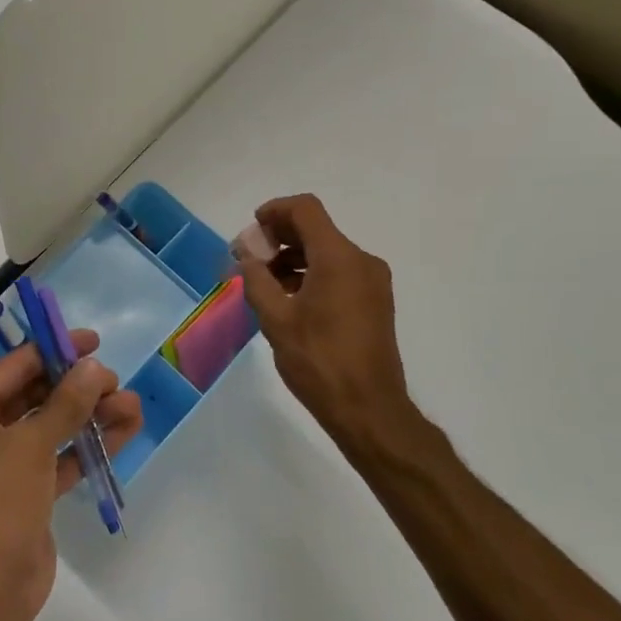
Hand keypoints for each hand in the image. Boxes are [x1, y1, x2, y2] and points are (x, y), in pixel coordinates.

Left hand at [0, 329, 141, 620]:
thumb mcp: (30, 445)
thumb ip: (66, 402)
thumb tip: (94, 367)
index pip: (15, 366)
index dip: (55, 350)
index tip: (95, 342)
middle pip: (35, 395)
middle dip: (77, 387)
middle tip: (116, 382)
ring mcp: (3, 467)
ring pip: (51, 428)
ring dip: (89, 416)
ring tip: (132, 406)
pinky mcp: (25, 496)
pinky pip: (58, 460)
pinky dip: (86, 447)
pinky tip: (124, 432)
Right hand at [237, 194, 430, 469]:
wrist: (369, 410)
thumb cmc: (318, 362)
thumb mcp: (276, 319)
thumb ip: (256, 279)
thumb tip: (244, 254)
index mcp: (339, 258)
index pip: (305, 210)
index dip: (274, 211)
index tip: (251, 230)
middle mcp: (361, 261)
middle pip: (316, 229)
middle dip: (279, 237)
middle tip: (250, 259)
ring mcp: (372, 282)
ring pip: (327, 252)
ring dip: (294, 258)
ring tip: (265, 284)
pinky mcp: (375, 301)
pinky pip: (339, 272)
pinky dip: (312, 274)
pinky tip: (290, 300)